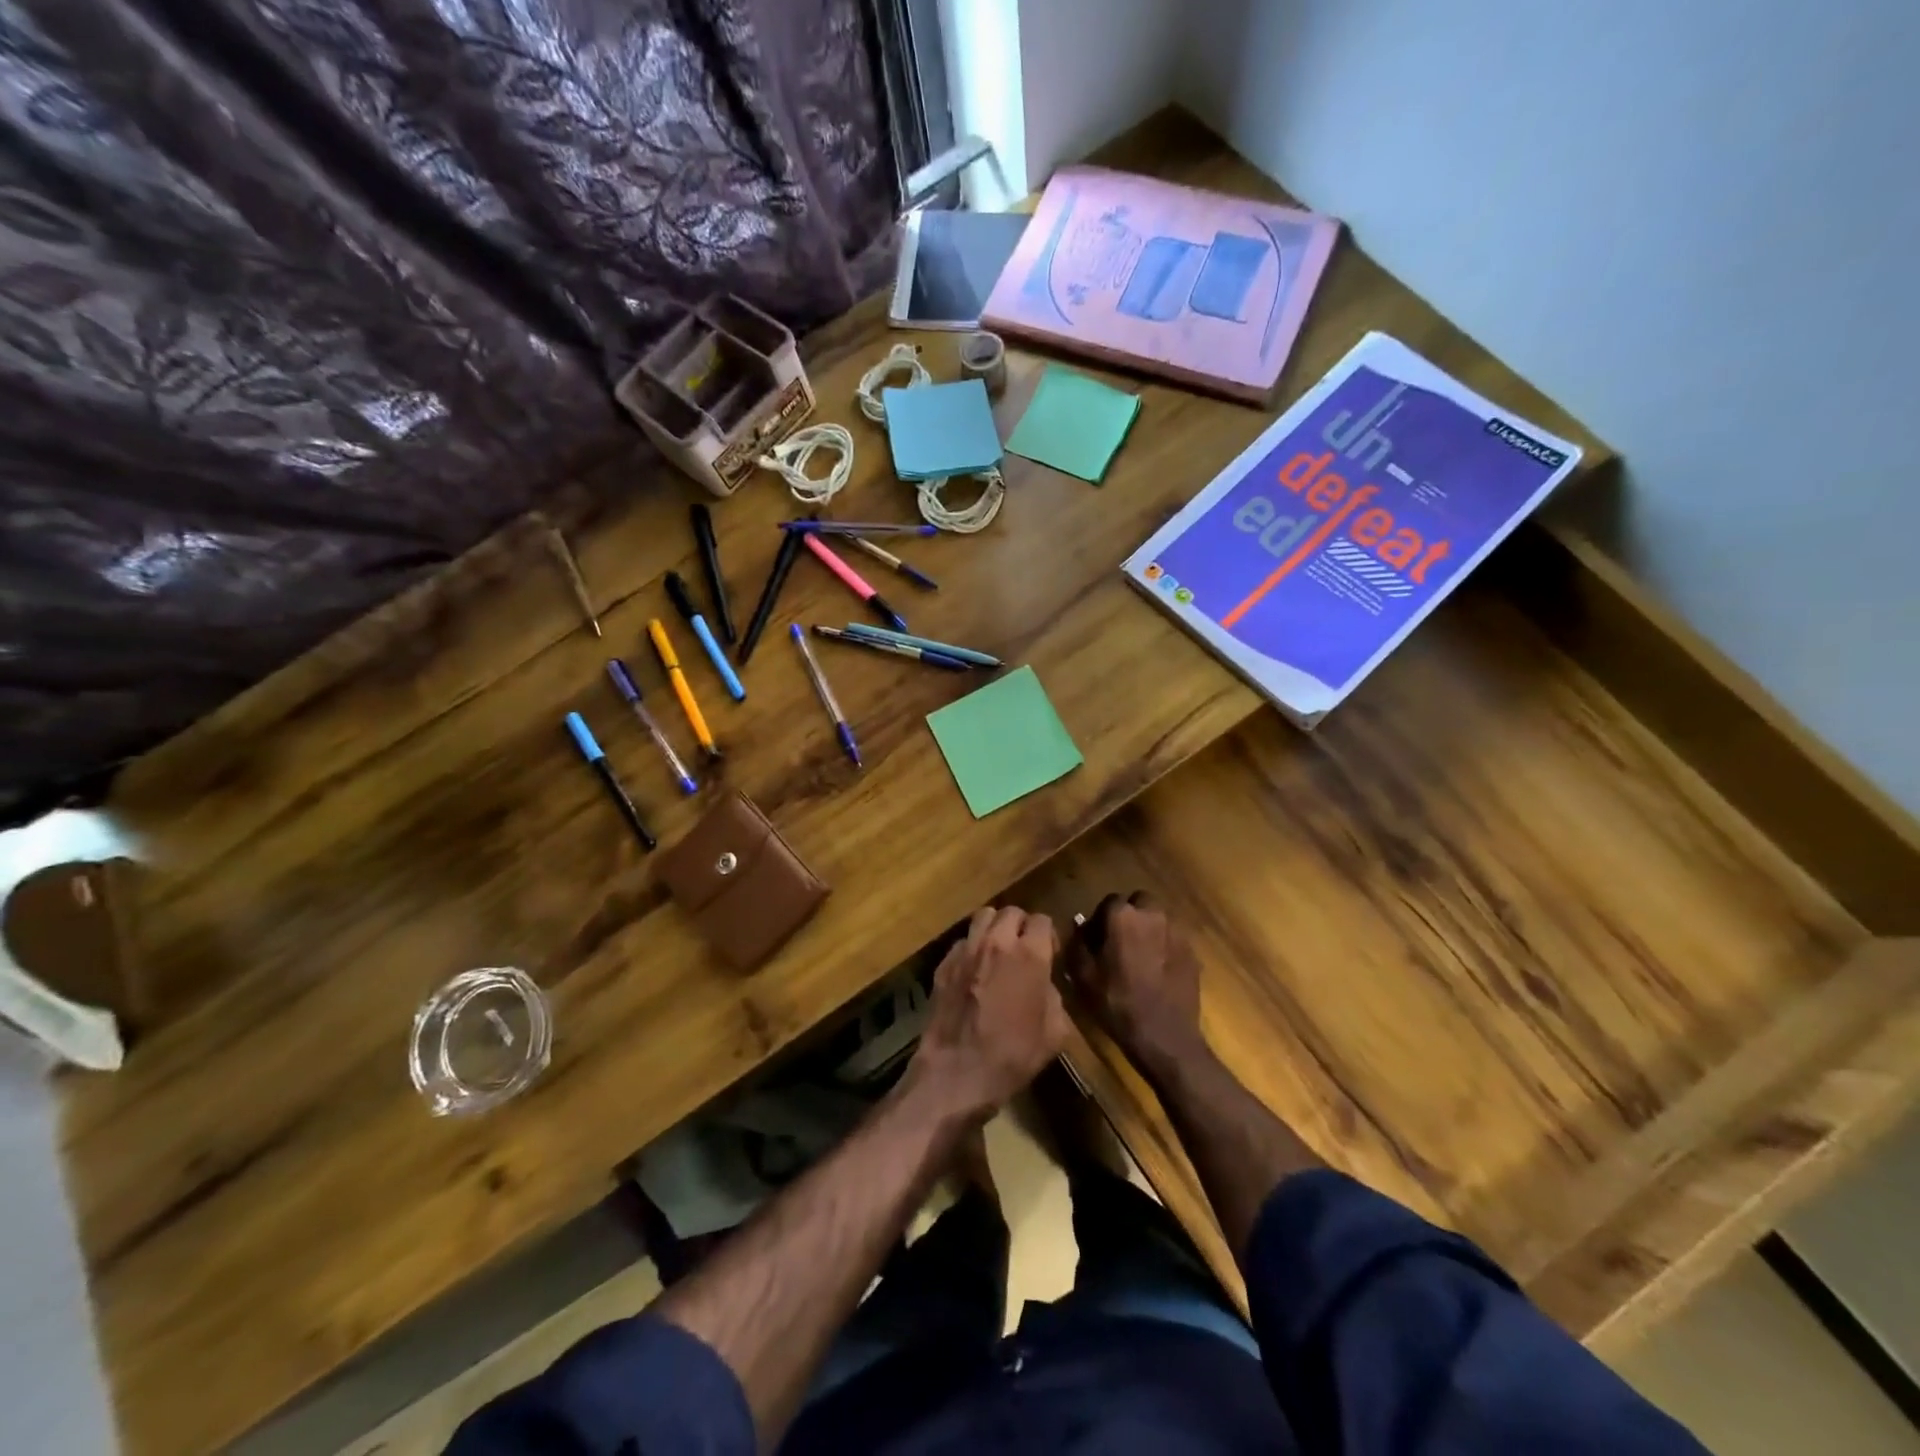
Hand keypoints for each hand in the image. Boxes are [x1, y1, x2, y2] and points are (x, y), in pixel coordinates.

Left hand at [907, 906, 1068, 1121]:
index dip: (1049, 935)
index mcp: (1029, 954)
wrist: (958, 1071)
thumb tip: (1044, 982)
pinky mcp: (944, 963)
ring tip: (998, 950)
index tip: (1050, 953)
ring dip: (995, 928)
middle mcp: (997, 942)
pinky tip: (974, 970)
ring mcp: (967, 950)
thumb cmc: (1013, 1055)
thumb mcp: (1055, 1032)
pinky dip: (972, 948)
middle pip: (1011, 912)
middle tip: (1024, 948)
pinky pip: (963, 941)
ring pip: (983, 917)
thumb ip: (1054, 995)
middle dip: (1021, 925)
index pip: (1043, 921)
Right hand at [1066, 892, 1206, 1074]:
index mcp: (1123, 916)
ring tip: (1140, 957)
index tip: (1097, 940)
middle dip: (1129, 917)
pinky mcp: (1193, 951)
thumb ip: (1077, 943)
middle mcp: (1152, 914)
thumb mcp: (1082, 976)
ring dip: (1148, 930)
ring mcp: (1177, 932)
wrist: (1165, 1037)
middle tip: (1120, 943)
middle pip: (1138, 903)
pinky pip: (1173, 939)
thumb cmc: (1117, 1004)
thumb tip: (1079, 926)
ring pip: (1158, 919)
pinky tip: (1158, 971)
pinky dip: (1164, 947)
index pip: (1109, 902)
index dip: (1101, 919)